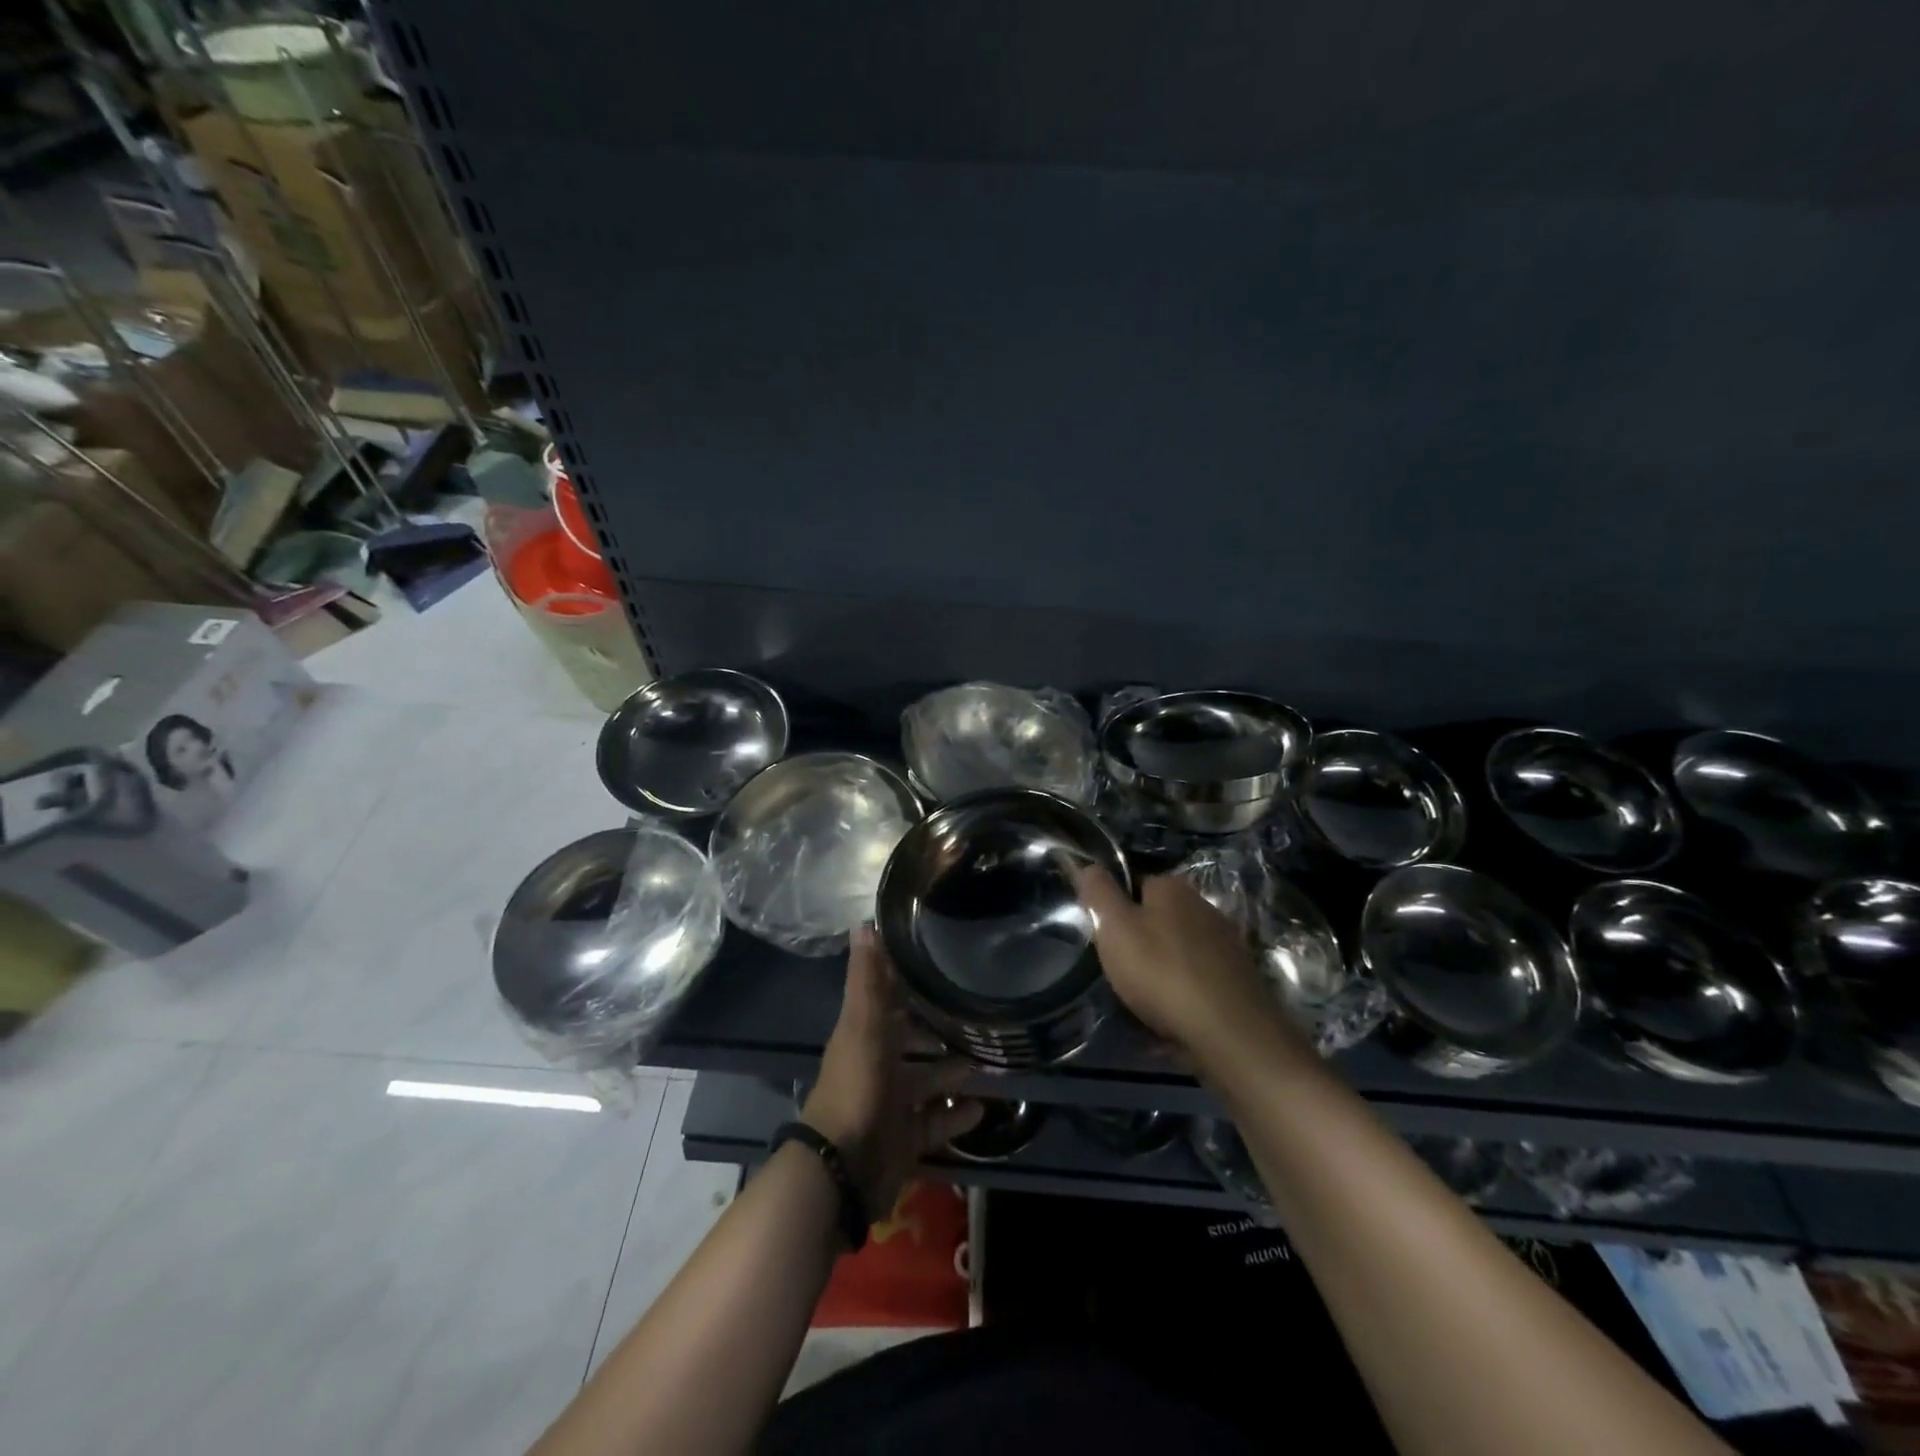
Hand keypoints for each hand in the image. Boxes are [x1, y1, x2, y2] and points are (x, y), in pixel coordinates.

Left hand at [801, 926, 982, 1217]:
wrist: (844, 1169)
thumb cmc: (856, 1087)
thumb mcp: (863, 1026)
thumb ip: (867, 979)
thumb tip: (863, 923)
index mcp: (865, 1034)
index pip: (888, 997)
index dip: (907, 979)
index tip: (939, 958)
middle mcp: (878, 1064)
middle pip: (911, 1039)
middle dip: (939, 1026)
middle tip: (977, 1011)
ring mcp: (892, 1103)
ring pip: (928, 1079)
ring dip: (953, 1070)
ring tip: (989, 1055)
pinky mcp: (906, 1137)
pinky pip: (936, 1121)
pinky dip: (956, 1115)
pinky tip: (983, 1106)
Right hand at [1077, 867, 1297, 1060]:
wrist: (1229, 1033)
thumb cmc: (1161, 972)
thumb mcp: (1114, 928)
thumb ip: (1099, 894)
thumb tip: (1090, 866)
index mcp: (1172, 887)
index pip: (1135, 883)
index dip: (1116, 906)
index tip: (1103, 934)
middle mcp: (1204, 906)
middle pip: (1159, 916)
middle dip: (1141, 937)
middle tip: (1120, 967)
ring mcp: (1226, 942)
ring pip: (1181, 947)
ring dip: (1164, 964)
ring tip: (1144, 994)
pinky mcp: (1240, 977)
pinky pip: (1199, 976)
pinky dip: (1185, 988)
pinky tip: (1173, 1011)